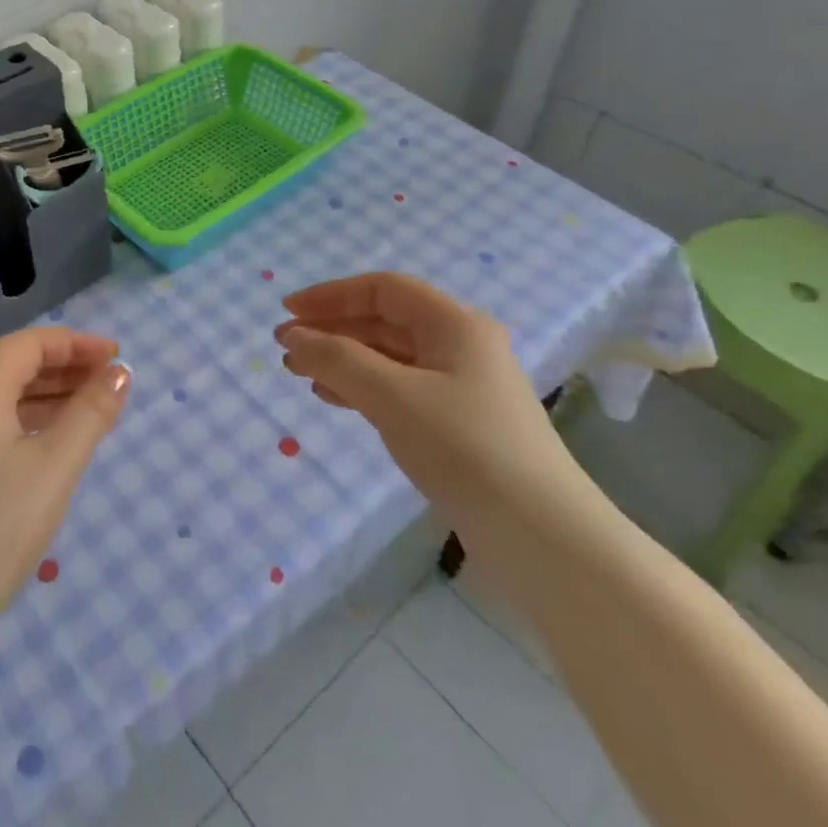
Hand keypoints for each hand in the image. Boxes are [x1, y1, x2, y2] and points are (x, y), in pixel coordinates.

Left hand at [0, 327, 130, 637]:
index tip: (115, 354)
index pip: (26, 345)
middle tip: (110, 379)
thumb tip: (120, 372)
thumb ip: (91, 412)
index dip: (74, 342)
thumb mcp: (56, 465)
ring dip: (50, 393)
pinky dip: (31, 420)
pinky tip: (57, 440)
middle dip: (64, 365)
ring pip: (4, 396)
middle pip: (13, 365)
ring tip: (94, 405)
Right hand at [274, 273, 591, 546]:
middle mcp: (461, 346)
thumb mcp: (392, 396)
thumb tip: (291, 337)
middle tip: (286, 348)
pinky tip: (334, 399)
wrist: (541, 537)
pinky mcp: (458, 425)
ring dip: (343, 360)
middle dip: (333, 329)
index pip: (383, 289)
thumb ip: (337, 359)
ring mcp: (462, 387)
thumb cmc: (465, 448)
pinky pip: (399, 390)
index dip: (331, 295)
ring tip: (300, 374)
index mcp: (455, 324)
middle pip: (385, 321)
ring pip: (389, 358)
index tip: (287, 312)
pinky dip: (362, 388)